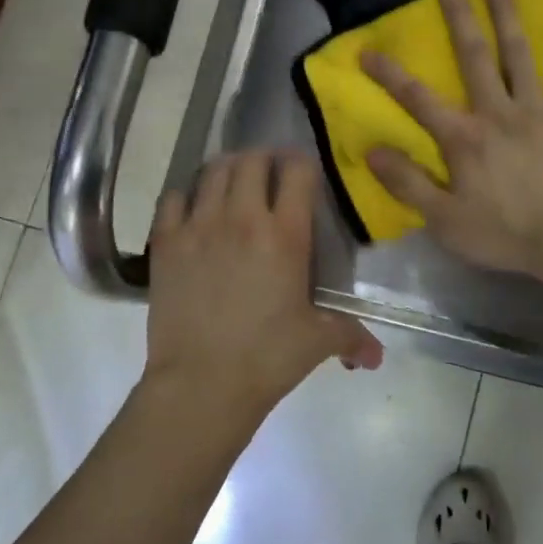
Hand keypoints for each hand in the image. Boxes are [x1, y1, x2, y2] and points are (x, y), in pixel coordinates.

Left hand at [146, 150, 382, 415]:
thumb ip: (351, 337)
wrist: (202, 384)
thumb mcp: (317, 342)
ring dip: (227, 168)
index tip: (303, 172)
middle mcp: (242, 217)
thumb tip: (376, 357)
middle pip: (252, 160)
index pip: (297, 171)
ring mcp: (199, 226)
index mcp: (285, 234)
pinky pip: (173, 197)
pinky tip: (193, 208)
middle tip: (268, 174)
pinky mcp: (166, 242)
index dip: (302, 163)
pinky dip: (186, 194)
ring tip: (233, 182)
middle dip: (264, 159)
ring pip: (213, 171)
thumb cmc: (267, 358)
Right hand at [361, 0, 542, 276]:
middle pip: (474, 58)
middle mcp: (497, 112)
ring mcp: (538, 110)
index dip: (389, 74)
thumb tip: (372, 151)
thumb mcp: (445, 220)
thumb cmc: (505, 233)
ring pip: (520, 54)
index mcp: (464, 137)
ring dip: (507, 16)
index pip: (417, 99)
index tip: (367, 50)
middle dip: (458, 20)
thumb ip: (408, 183)